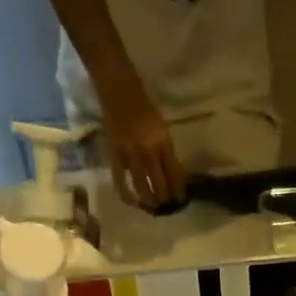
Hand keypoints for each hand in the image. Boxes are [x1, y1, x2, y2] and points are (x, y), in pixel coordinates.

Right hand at [97, 73, 186, 210]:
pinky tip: (133, 202)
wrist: (117, 89)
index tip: (181, 199)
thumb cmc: (143, 105)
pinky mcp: (114, 156)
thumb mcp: (161, 127)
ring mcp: (130, 154)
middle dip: (166, 198)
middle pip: (160, 184)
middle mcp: (148, 150)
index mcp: (162, 141)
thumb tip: (173, 175)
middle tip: (167, 205)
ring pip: (142, 186)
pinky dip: (128, 195)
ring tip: (153, 206)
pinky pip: (121, 182)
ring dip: (150, 200)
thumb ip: (166, 150)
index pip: (174, 173)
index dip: (179, 190)